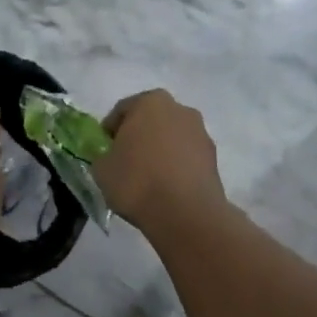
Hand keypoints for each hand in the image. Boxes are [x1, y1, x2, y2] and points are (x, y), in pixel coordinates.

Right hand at [94, 90, 226, 230]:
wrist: (186, 213)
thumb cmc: (137, 181)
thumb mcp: (101, 169)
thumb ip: (105, 156)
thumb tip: (113, 158)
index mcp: (150, 102)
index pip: (122, 110)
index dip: (110, 131)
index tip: (105, 150)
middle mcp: (179, 109)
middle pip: (152, 119)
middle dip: (139, 136)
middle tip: (126, 160)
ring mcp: (201, 133)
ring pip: (172, 137)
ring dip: (161, 150)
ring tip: (149, 178)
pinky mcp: (214, 158)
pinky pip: (187, 157)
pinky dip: (177, 166)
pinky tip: (167, 187)